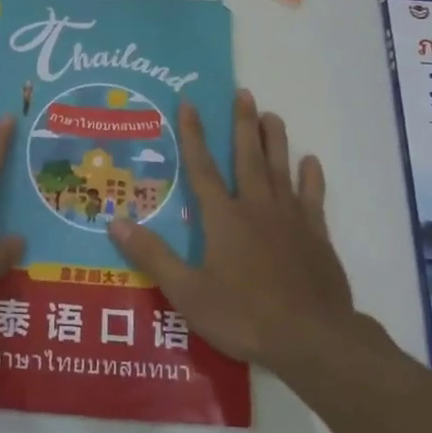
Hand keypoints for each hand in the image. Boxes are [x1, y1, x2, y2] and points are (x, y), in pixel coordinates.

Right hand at [109, 90, 370, 374]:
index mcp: (223, 218)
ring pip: (280, 169)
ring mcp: (290, 220)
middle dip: (243, 124)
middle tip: (243, 92)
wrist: (312, 339)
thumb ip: (153, 256)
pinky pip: (312, 198)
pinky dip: (311, 178)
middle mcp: (256, 208)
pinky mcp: (316, 237)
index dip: (193, 135)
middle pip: (247, 157)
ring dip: (275, 140)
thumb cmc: (244, 316)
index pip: (202, 168)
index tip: (189, 103)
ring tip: (272, 115)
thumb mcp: (187, 293)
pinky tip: (310, 162)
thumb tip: (115, 222)